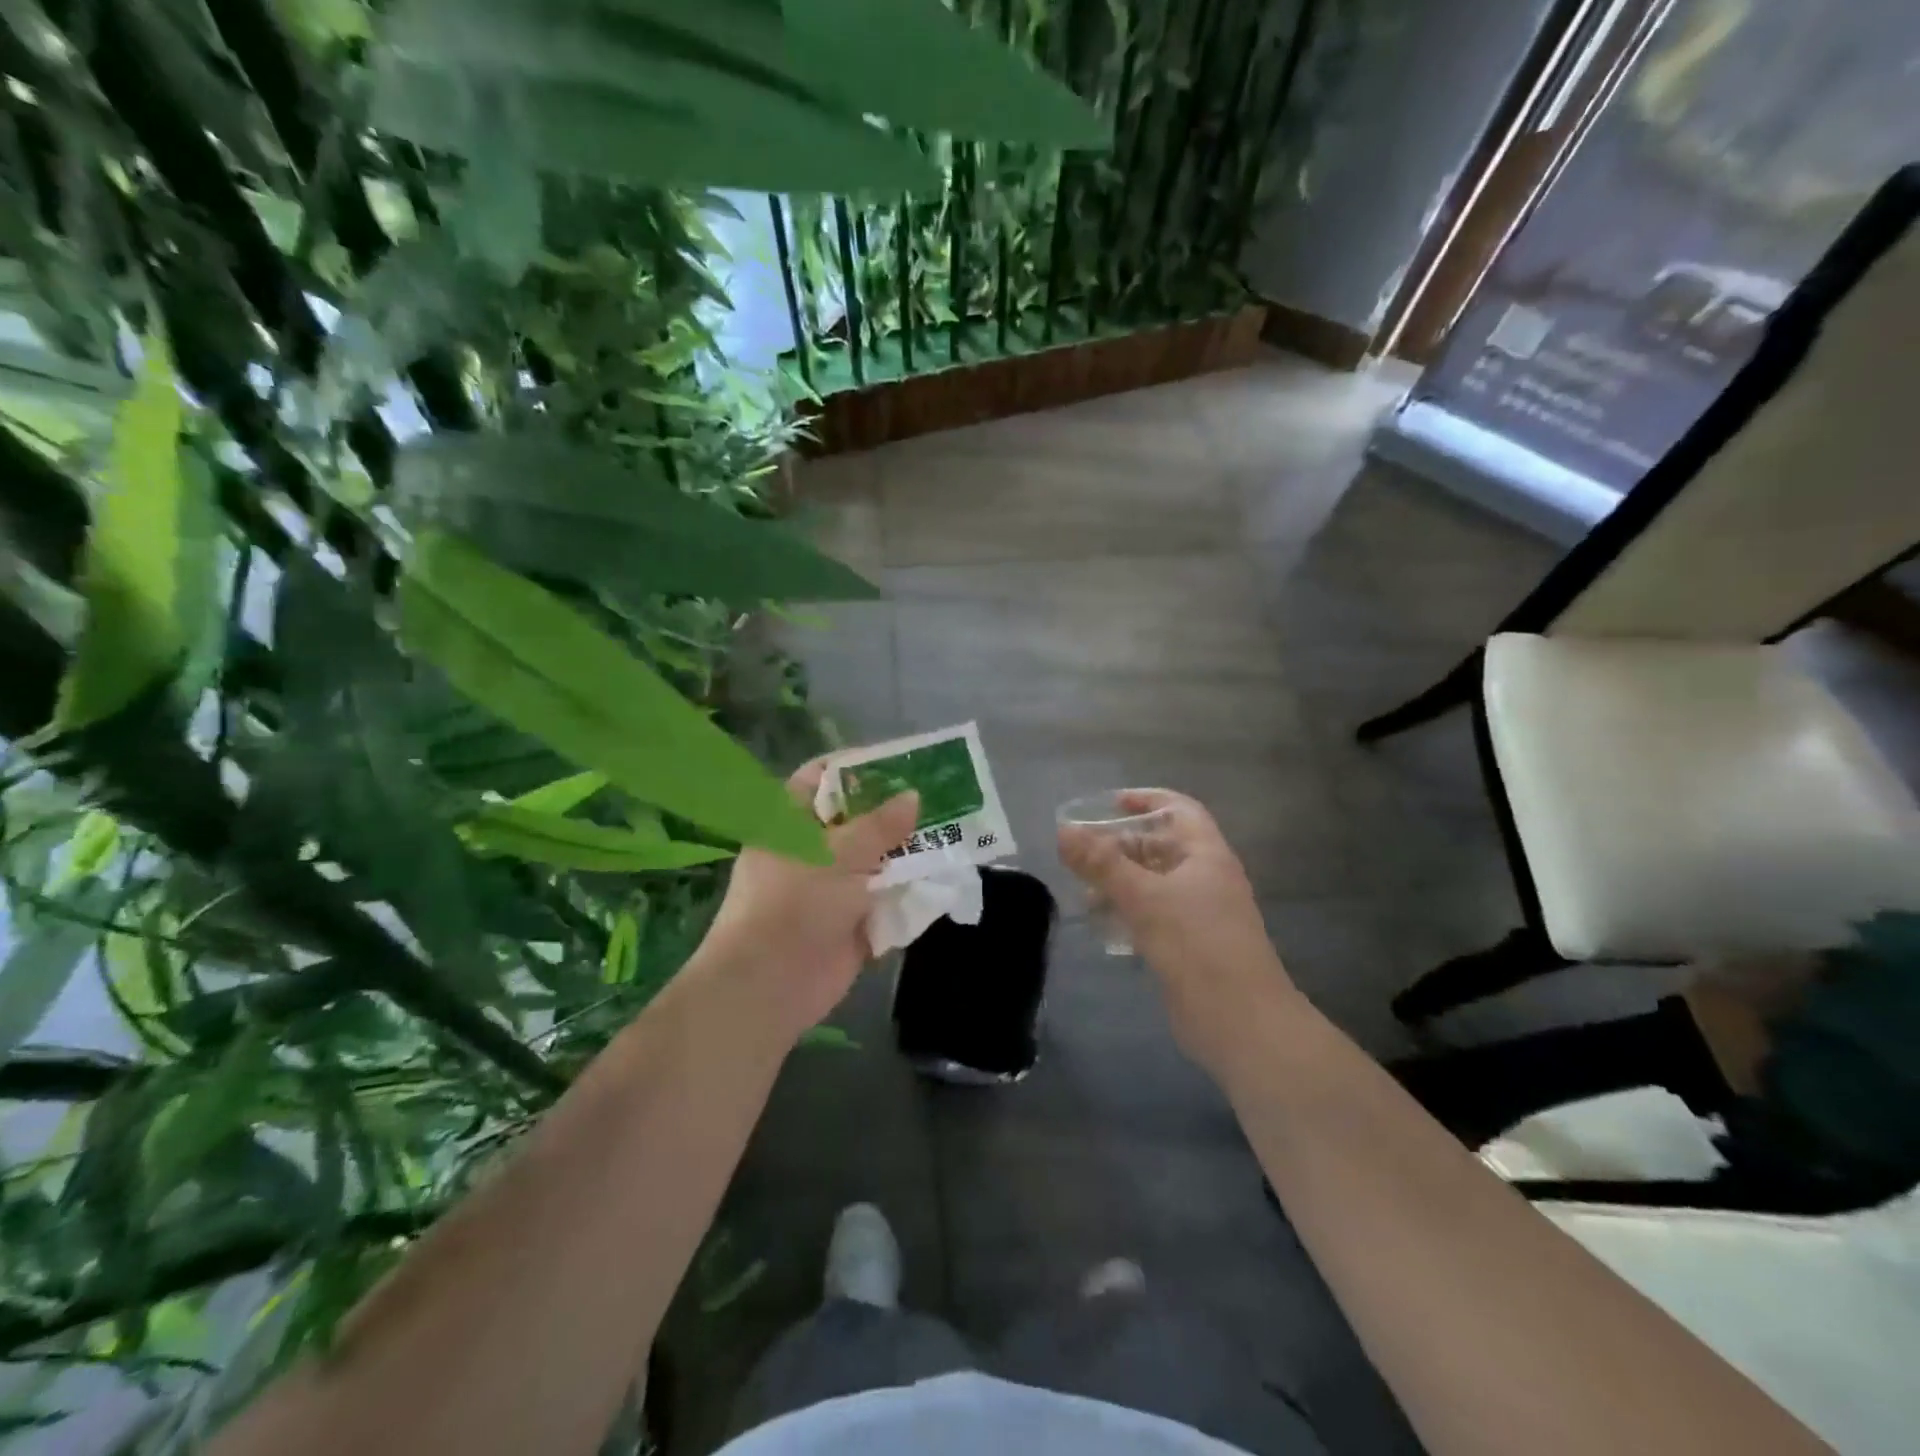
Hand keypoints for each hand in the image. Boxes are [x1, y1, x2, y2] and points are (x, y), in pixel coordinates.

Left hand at [702, 758, 917, 1046]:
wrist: (769, 985)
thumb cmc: (794, 903)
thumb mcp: (839, 853)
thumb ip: (880, 825)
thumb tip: (914, 796)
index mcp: (792, 821)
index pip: (825, 778)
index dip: (861, 767)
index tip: (903, 763)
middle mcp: (811, 849)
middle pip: (858, 820)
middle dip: (897, 813)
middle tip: (942, 798)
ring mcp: (831, 887)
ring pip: (876, 860)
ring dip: (908, 853)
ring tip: (954, 834)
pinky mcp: (850, 921)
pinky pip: (884, 898)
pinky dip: (908, 891)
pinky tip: (943, 877)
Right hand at [1059, 790, 1298, 1074]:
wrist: (1240, 1022)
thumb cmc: (1196, 946)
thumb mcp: (1144, 897)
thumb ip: (1102, 863)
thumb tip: (1063, 830)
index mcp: (1207, 855)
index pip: (1178, 809)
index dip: (1145, 800)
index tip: (1108, 804)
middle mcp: (1206, 878)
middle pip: (1162, 846)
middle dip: (1122, 845)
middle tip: (1081, 851)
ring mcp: (1200, 914)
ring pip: (1155, 883)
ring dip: (1120, 881)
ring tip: (1083, 889)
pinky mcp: (1190, 945)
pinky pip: (1154, 915)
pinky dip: (1128, 911)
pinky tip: (1102, 924)